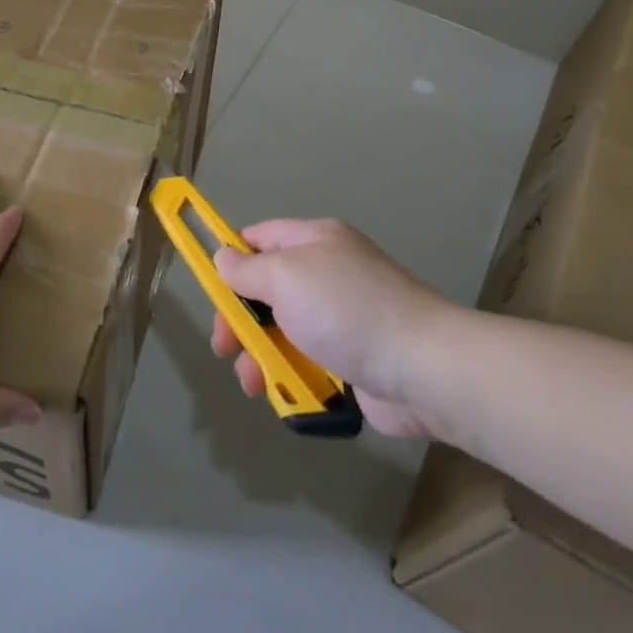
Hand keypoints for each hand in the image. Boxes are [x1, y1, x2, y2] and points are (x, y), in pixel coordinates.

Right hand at [210, 218, 451, 437]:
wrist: (422, 367)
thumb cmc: (346, 310)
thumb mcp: (286, 277)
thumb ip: (248, 269)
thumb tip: (223, 258)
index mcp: (314, 241)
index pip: (260, 238)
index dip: (231, 259)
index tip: (210, 289)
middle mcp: (326, 274)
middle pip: (266, 291)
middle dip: (240, 319)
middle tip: (225, 346)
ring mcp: (340, 318)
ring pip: (282, 332)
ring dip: (259, 355)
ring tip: (253, 382)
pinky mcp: (351, 359)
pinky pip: (306, 362)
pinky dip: (289, 376)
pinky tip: (280, 394)